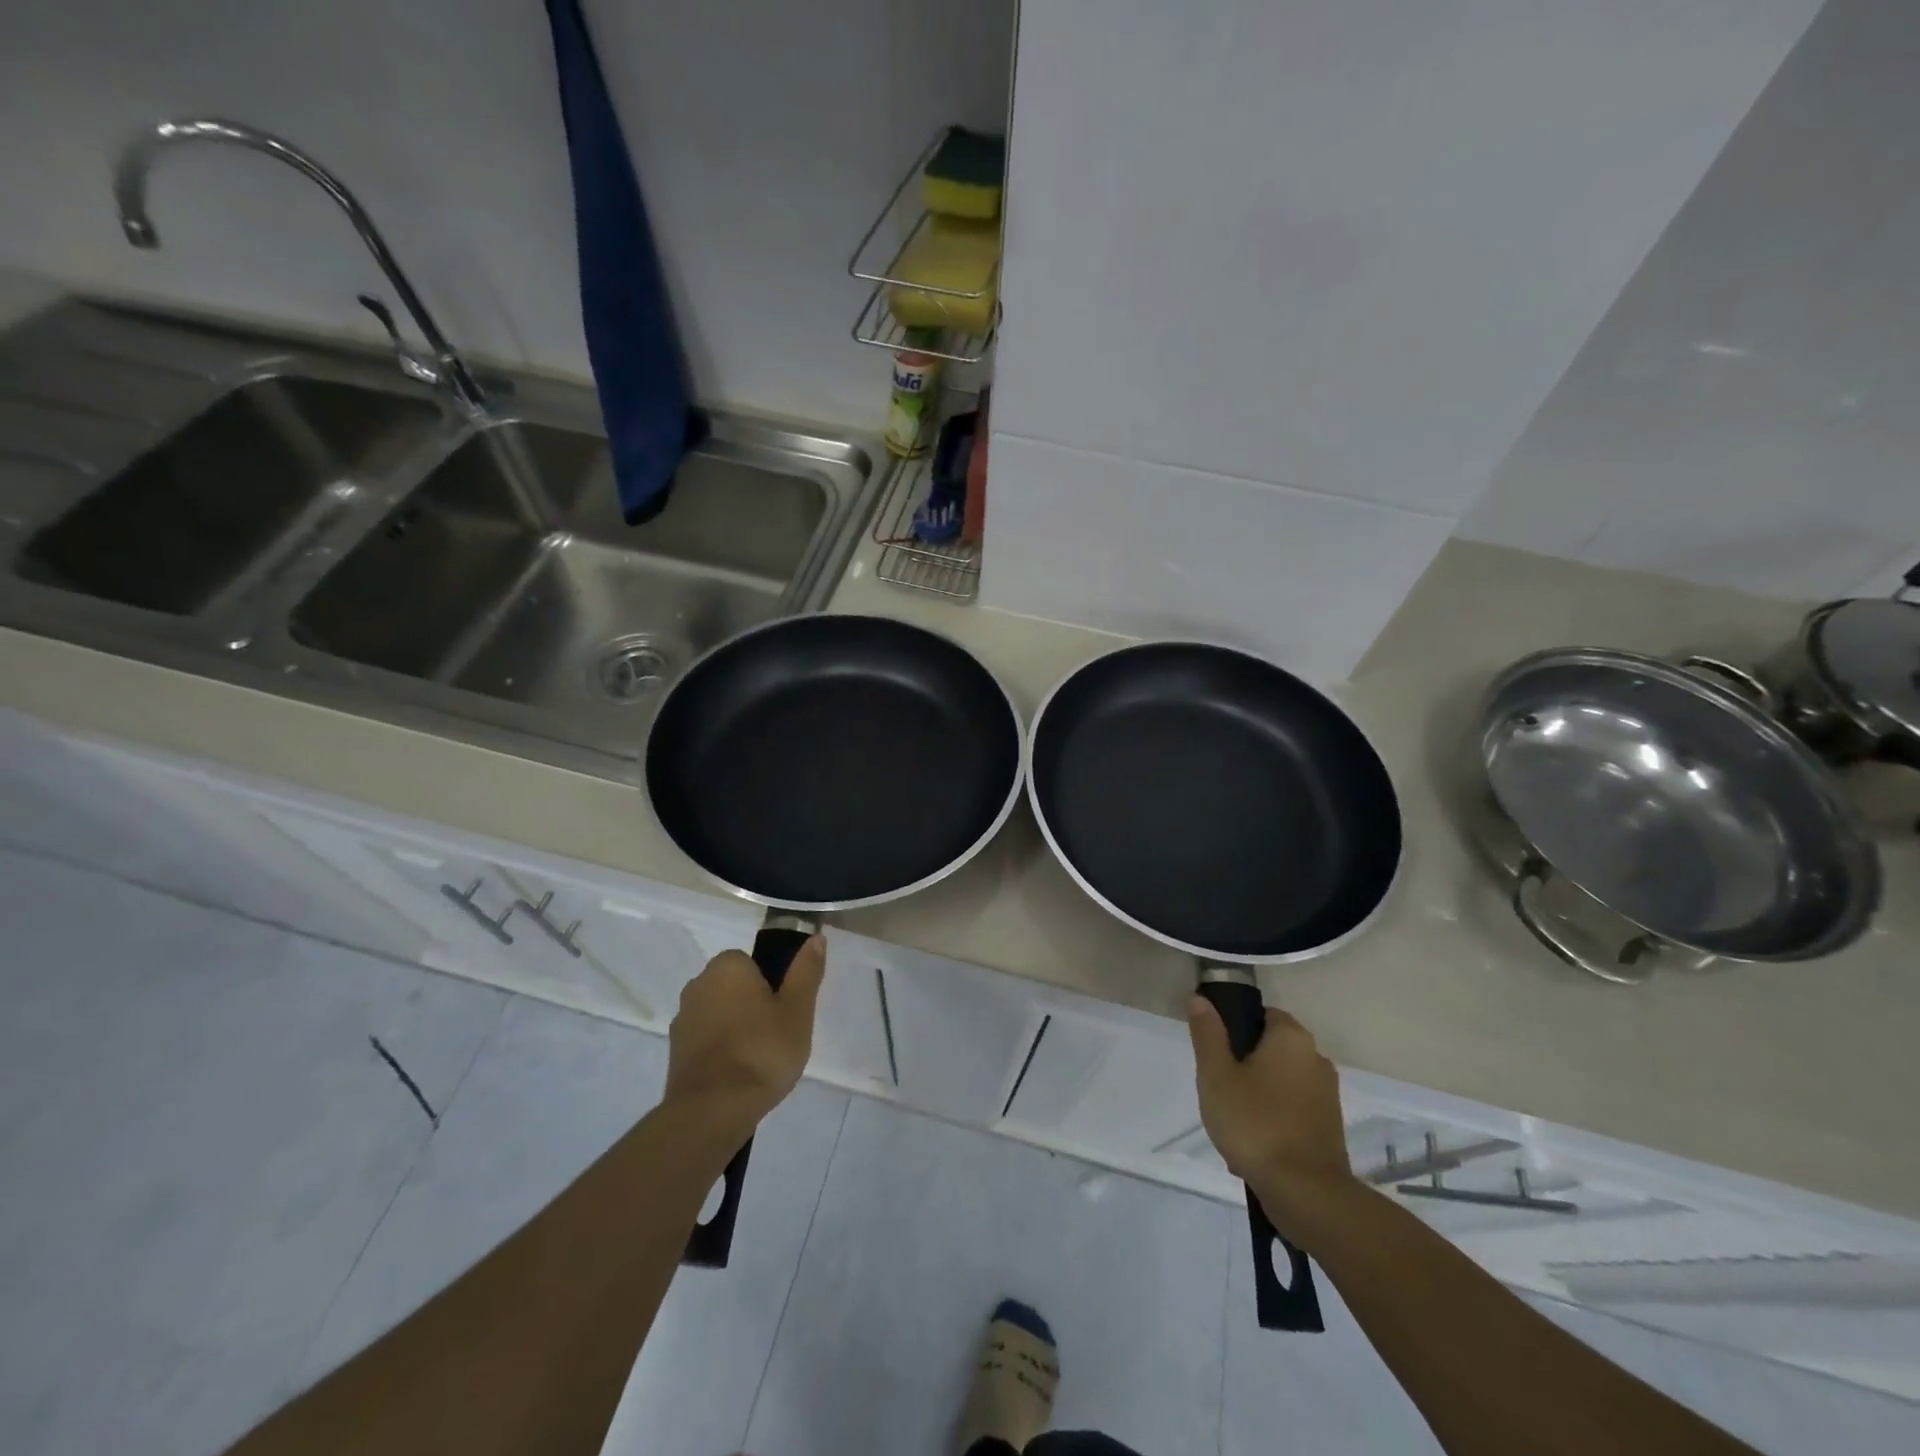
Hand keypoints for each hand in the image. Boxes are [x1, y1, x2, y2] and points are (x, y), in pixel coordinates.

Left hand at [665, 935, 824, 1140]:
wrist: (712, 1111)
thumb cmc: (762, 1051)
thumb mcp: (798, 1010)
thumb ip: (806, 971)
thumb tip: (815, 937)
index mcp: (727, 966)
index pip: (753, 962)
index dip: (773, 984)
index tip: (786, 1010)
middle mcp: (698, 984)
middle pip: (735, 987)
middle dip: (753, 1005)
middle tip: (778, 1034)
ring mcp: (682, 1020)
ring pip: (720, 1014)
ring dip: (736, 1028)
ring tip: (760, 1060)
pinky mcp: (675, 1052)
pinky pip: (707, 1040)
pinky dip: (721, 1050)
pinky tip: (739, 1075)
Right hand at [1188, 997, 1358, 1231]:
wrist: (1307, 1194)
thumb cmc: (1255, 1123)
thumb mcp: (1216, 1075)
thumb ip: (1207, 1034)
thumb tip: (1201, 999)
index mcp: (1292, 1038)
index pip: (1261, 1015)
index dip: (1234, 1029)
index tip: (1214, 1054)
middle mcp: (1316, 1059)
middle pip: (1270, 1050)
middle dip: (1243, 1067)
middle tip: (1218, 1090)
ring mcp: (1327, 1095)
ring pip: (1279, 1084)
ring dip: (1256, 1096)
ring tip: (1232, 1124)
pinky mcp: (1330, 1128)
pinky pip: (1292, 1112)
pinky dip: (1273, 1121)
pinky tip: (1253, 1147)